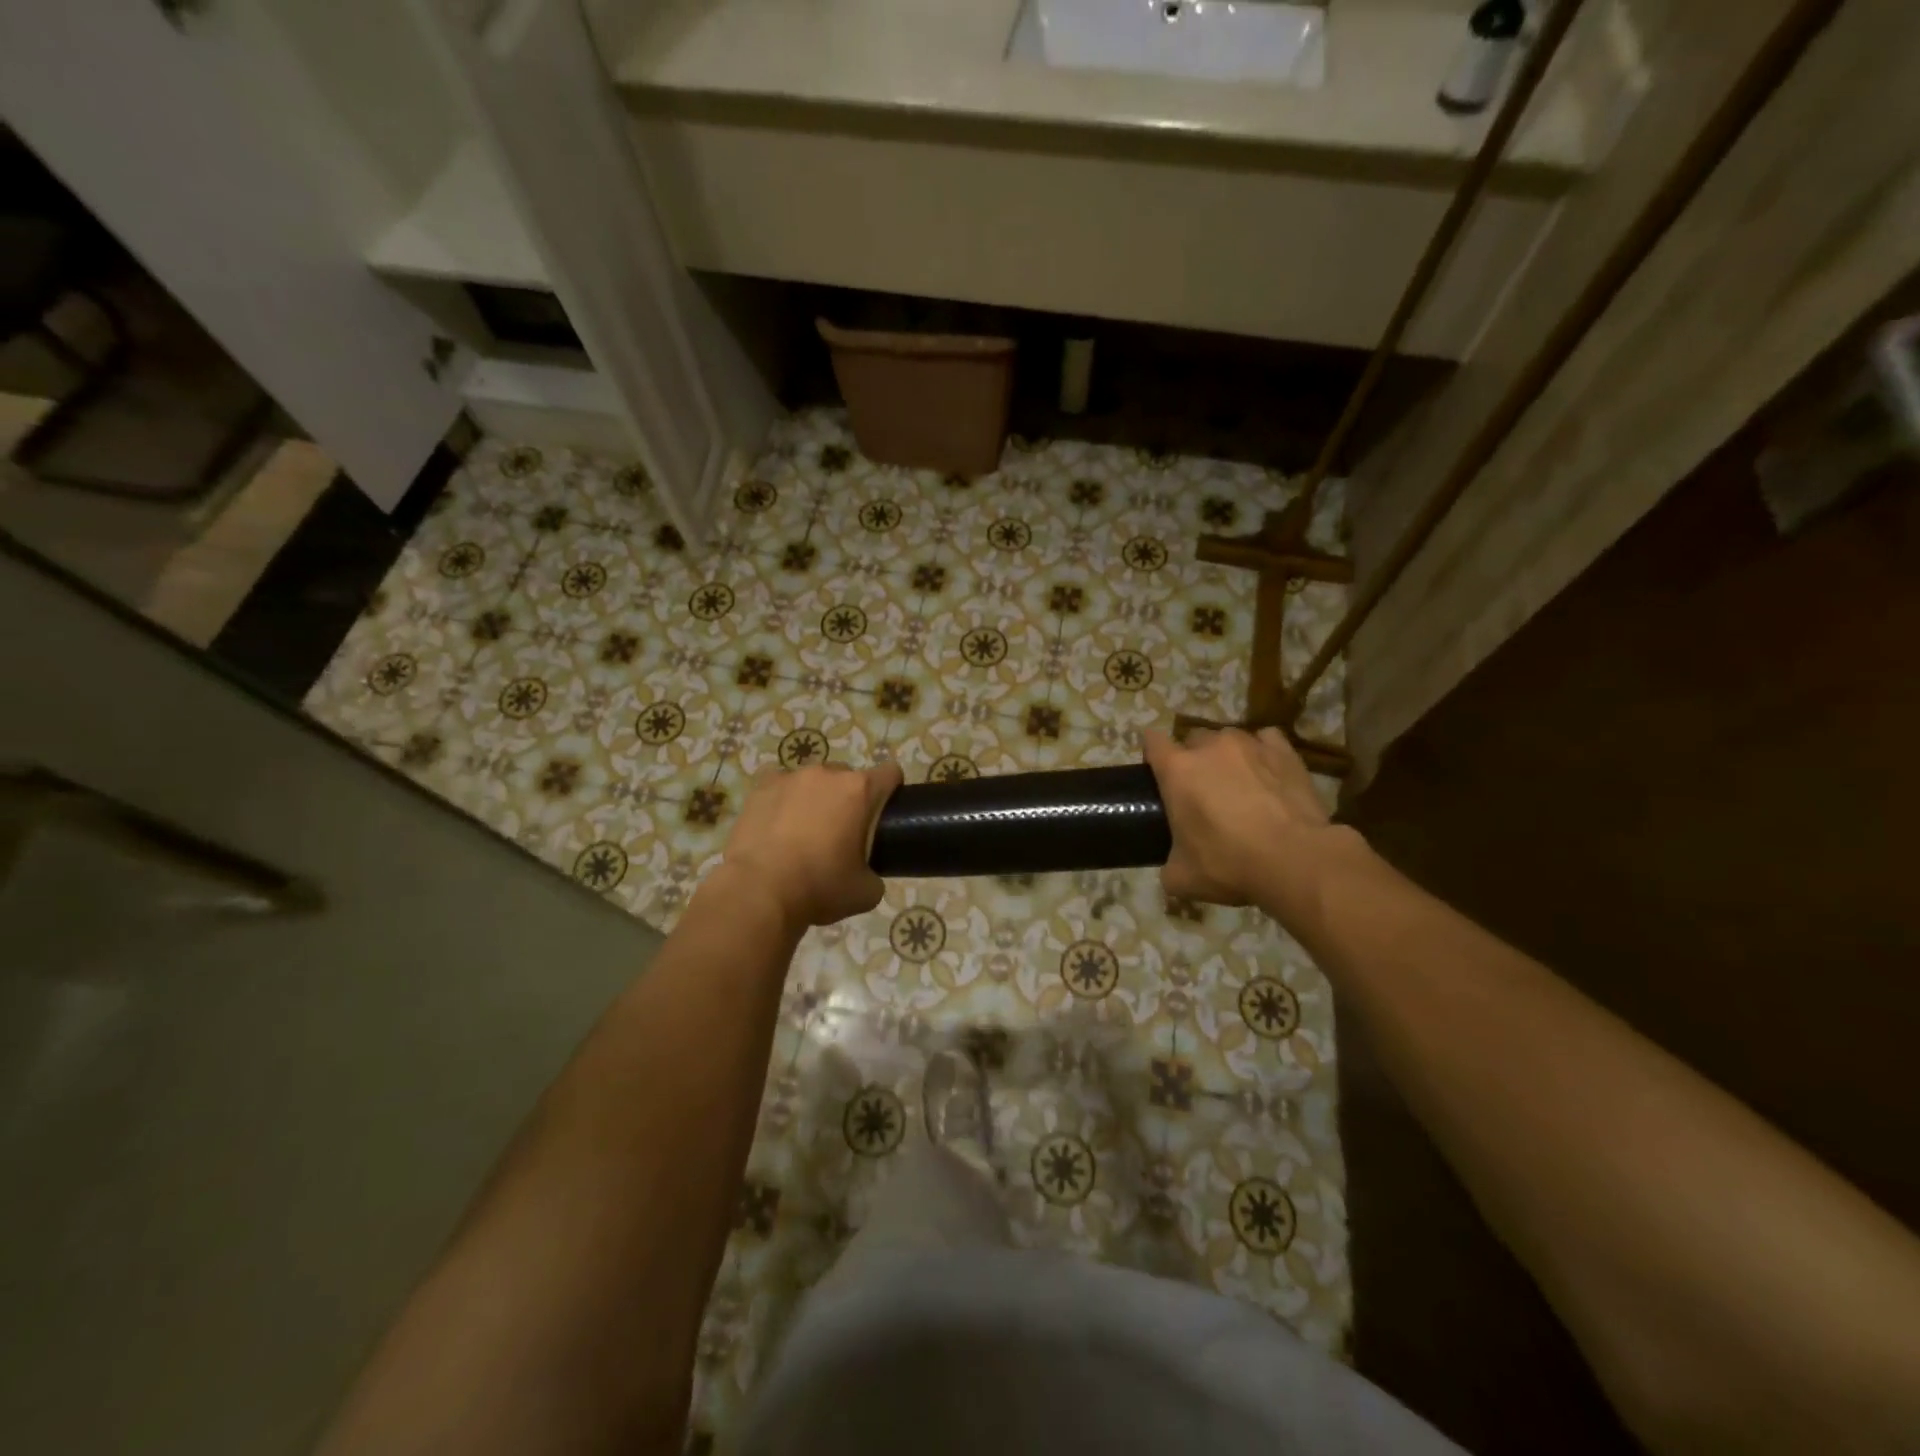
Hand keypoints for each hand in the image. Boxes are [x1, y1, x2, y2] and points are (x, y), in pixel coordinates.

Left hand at [719, 761, 902, 929]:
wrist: (759, 892)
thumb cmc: (819, 887)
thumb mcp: (865, 893)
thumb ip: (875, 874)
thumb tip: (867, 874)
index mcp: (860, 791)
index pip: (890, 773)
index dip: (892, 790)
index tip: (884, 812)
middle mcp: (827, 774)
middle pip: (848, 777)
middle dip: (849, 799)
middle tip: (840, 833)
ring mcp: (790, 777)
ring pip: (812, 780)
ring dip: (814, 797)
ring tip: (802, 830)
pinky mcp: (760, 787)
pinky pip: (777, 782)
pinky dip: (781, 797)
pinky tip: (776, 820)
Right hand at [1143, 726, 1339, 907]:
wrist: (1296, 860)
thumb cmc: (1230, 865)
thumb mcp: (1182, 877)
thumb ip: (1168, 863)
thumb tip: (1173, 866)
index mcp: (1177, 770)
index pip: (1152, 741)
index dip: (1151, 753)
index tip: (1156, 772)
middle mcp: (1210, 747)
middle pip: (1192, 739)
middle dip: (1192, 758)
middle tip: (1201, 789)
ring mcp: (1250, 744)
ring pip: (1229, 739)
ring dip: (1227, 756)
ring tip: (1238, 782)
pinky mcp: (1285, 751)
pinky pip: (1266, 740)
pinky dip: (1262, 753)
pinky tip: (1267, 774)